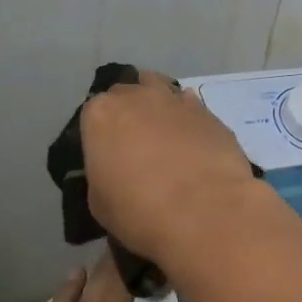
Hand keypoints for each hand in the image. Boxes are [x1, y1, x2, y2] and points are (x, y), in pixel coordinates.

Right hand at [79, 71, 267, 264]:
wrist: (204, 212)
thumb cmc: (139, 211)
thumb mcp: (99, 203)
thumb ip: (103, 175)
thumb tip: (116, 175)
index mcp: (101, 114)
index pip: (93, 113)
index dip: (100, 134)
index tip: (106, 155)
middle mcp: (137, 97)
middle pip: (126, 95)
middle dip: (128, 114)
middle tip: (134, 146)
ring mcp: (176, 100)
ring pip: (161, 90)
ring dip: (158, 106)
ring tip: (164, 136)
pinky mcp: (209, 113)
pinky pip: (191, 108)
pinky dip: (188, 120)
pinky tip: (192, 142)